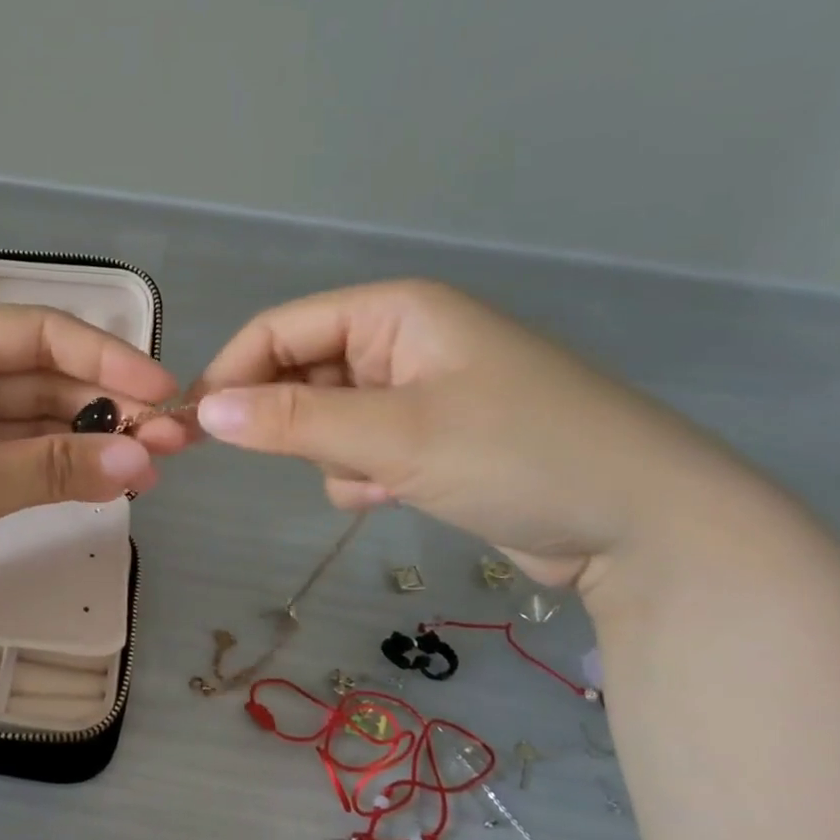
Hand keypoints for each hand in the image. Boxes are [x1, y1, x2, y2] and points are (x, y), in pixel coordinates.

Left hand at [0, 307, 186, 646]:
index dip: (106, 359)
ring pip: (30, 427)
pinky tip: (103, 483)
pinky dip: (54, 474)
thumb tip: (144, 461)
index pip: (35, 335)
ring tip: (150, 469)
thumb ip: (54, 469)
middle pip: (39, 381)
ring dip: (86, 445)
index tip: (164, 392)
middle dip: (106, 408)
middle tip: (173, 444)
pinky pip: (12, 465)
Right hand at [191, 281, 745, 589]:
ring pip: (326, 420)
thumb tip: (204, 412)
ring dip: (335, 457)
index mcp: (396, 311)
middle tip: (310, 460)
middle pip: (302, 374)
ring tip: (380, 481)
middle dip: (297, 424)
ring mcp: (420, 392)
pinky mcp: (432, 439)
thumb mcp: (394, 434)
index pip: (281, 329)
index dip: (232, 373)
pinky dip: (364, 477)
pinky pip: (360, 451)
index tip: (194, 427)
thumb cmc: (519, 455)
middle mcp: (403, 341)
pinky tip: (398, 496)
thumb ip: (292, 420)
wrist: (644, 528)